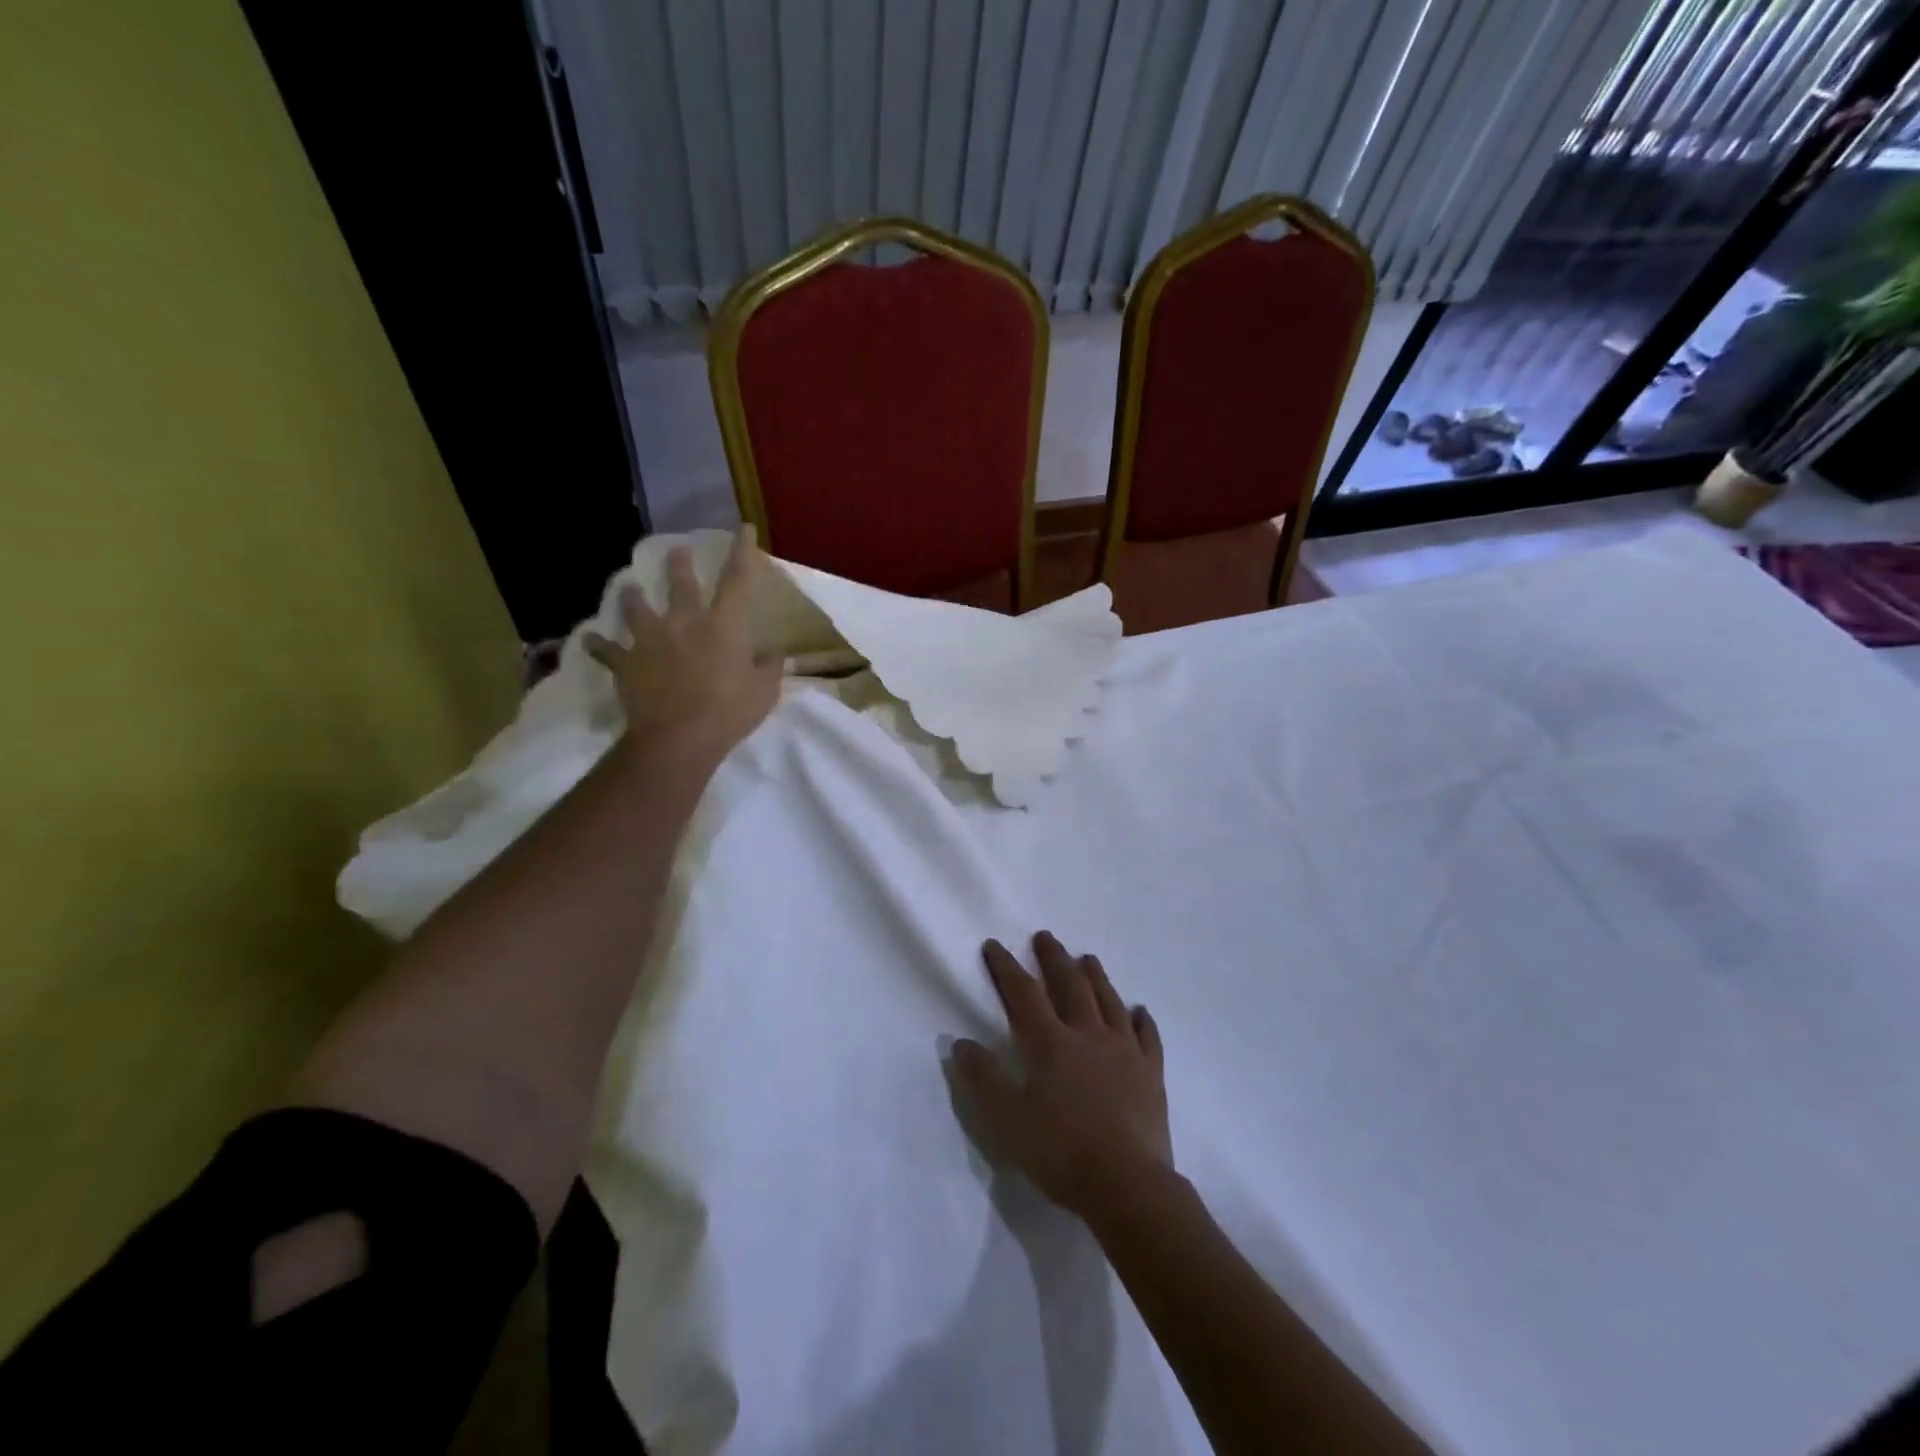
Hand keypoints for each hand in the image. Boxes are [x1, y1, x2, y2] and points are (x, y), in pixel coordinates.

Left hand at [585, 526, 782, 765]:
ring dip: (633, 596)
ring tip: (629, 587)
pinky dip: (599, 644)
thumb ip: (770, 668)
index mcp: (725, 625)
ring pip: (637, 607)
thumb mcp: (765, 691)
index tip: (742, 528)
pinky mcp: (627, 662)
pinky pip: (608, 650)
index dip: (742, 551)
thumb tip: (774, 654)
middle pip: (681, 583)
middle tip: (676, 550)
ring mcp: (652, 640)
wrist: (678, 738)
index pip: (737, 579)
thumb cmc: (729, 712)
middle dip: (679, 563)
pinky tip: (589, 638)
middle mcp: (686, 622)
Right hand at [953, 932, 1171, 1218]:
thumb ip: (984, 1079)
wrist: (1128, 1184)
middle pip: (1070, 985)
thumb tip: (961, 1043)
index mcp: (1050, 1043)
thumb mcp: (1008, 1120)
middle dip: (1054, 959)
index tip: (994, 945)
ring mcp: (1124, 1050)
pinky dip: (1141, 1019)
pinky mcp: (1150, 1072)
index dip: (1006, 968)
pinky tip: (1139, 1010)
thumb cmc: (1061, 1152)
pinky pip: (1147, 1036)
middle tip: (1045, 937)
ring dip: (1096, 977)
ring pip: (1109, 1001)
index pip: (1023, 994)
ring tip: (1088, 958)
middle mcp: (1088, 1034)